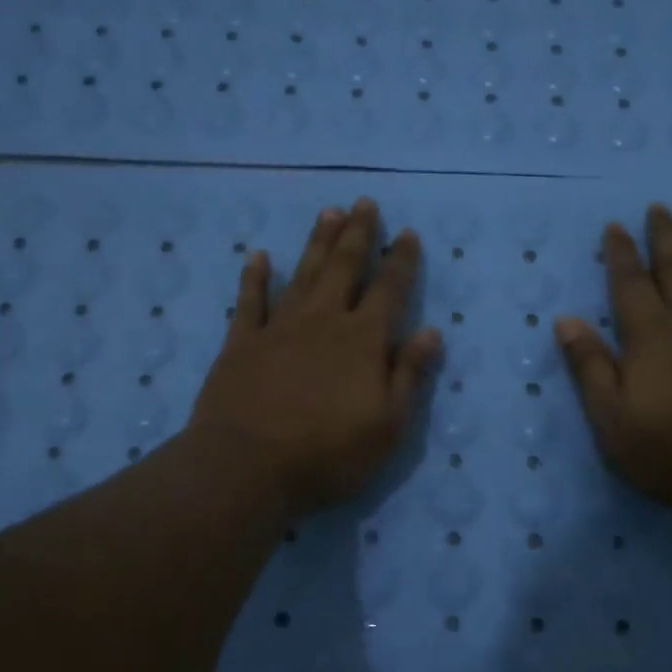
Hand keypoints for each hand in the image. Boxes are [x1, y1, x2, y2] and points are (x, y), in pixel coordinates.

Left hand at [190, 198, 441, 515]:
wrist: (246, 467)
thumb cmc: (327, 453)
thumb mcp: (388, 425)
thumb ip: (409, 375)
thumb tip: (431, 331)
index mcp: (362, 340)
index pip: (389, 290)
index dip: (401, 261)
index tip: (408, 234)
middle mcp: (323, 321)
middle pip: (344, 268)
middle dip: (358, 235)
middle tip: (364, 203)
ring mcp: (278, 328)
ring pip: (303, 274)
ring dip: (318, 242)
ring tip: (329, 213)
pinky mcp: (241, 343)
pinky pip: (250, 301)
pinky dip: (255, 277)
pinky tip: (259, 257)